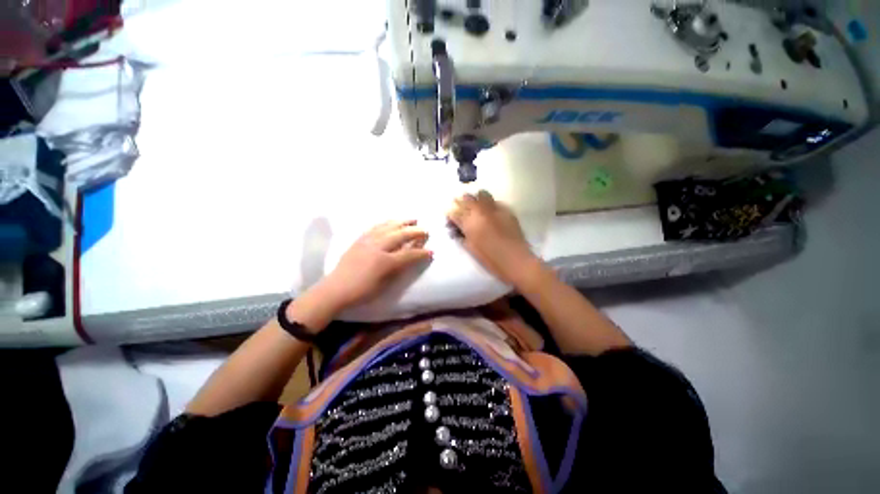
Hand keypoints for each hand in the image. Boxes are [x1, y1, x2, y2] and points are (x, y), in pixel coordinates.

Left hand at [321, 220, 432, 308]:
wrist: (336, 288)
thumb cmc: (362, 291)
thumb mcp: (384, 284)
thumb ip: (399, 269)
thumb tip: (411, 259)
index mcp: (385, 262)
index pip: (409, 254)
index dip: (422, 253)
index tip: (431, 251)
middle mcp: (378, 247)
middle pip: (401, 235)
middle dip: (416, 232)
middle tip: (426, 231)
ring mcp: (368, 240)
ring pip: (389, 226)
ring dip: (403, 222)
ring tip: (413, 219)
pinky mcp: (360, 239)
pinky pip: (376, 226)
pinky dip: (387, 223)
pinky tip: (392, 222)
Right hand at [447, 191, 537, 285]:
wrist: (516, 260)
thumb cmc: (491, 259)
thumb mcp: (471, 248)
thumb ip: (462, 235)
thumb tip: (458, 229)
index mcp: (470, 223)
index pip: (455, 211)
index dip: (451, 214)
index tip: (451, 218)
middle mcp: (481, 211)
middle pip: (467, 198)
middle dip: (462, 203)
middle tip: (463, 211)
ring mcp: (495, 208)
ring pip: (482, 194)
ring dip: (477, 200)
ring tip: (478, 209)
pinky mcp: (507, 210)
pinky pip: (495, 202)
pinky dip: (490, 205)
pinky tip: (492, 215)